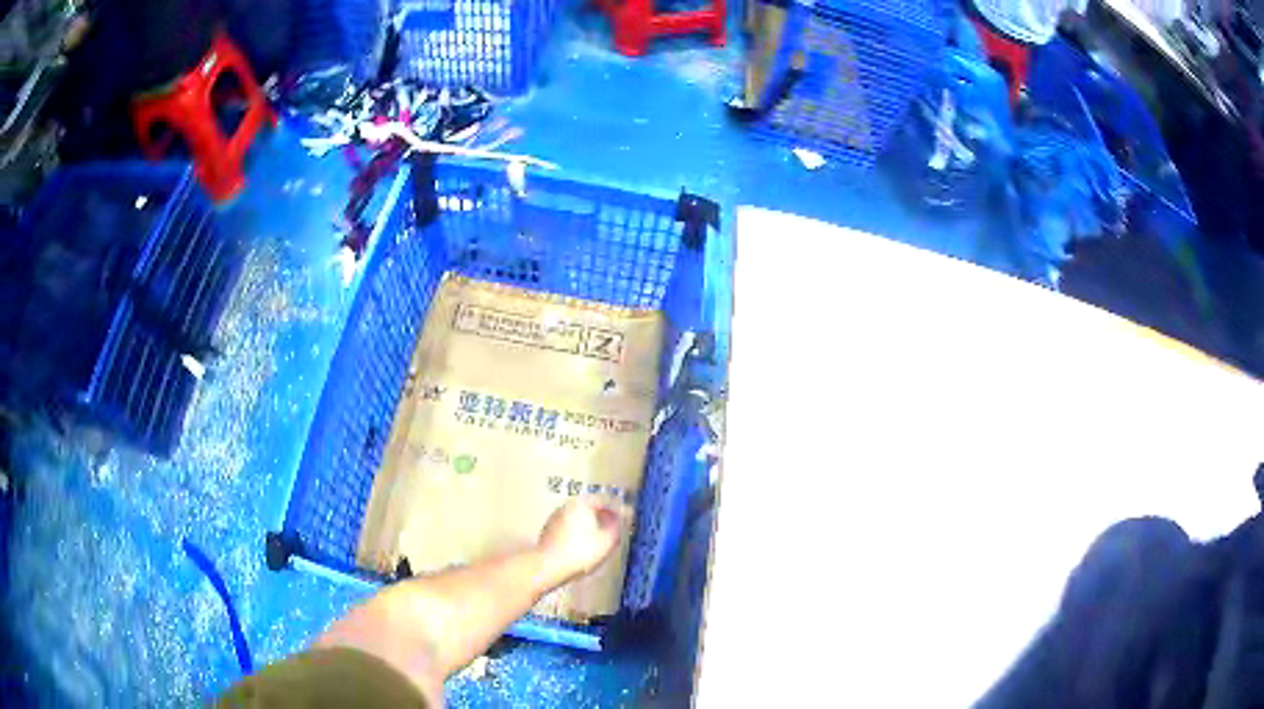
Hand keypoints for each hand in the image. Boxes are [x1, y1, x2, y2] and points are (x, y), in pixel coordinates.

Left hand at [537, 498, 624, 583]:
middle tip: (612, 532)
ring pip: (578, 519)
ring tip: (598, 543)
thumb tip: (622, 516)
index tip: (624, 520)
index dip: (616, 510)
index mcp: (581, 503)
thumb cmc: (581, 552)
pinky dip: (576, 535)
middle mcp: (566, 506)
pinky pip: (568, 529)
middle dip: (602, 519)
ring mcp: (554, 518)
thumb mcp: (607, 540)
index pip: (603, 500)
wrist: (549, 566)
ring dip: (589, 527)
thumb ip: (617, 525)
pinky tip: (581, 549)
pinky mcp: (547, 532)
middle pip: (589, 509)